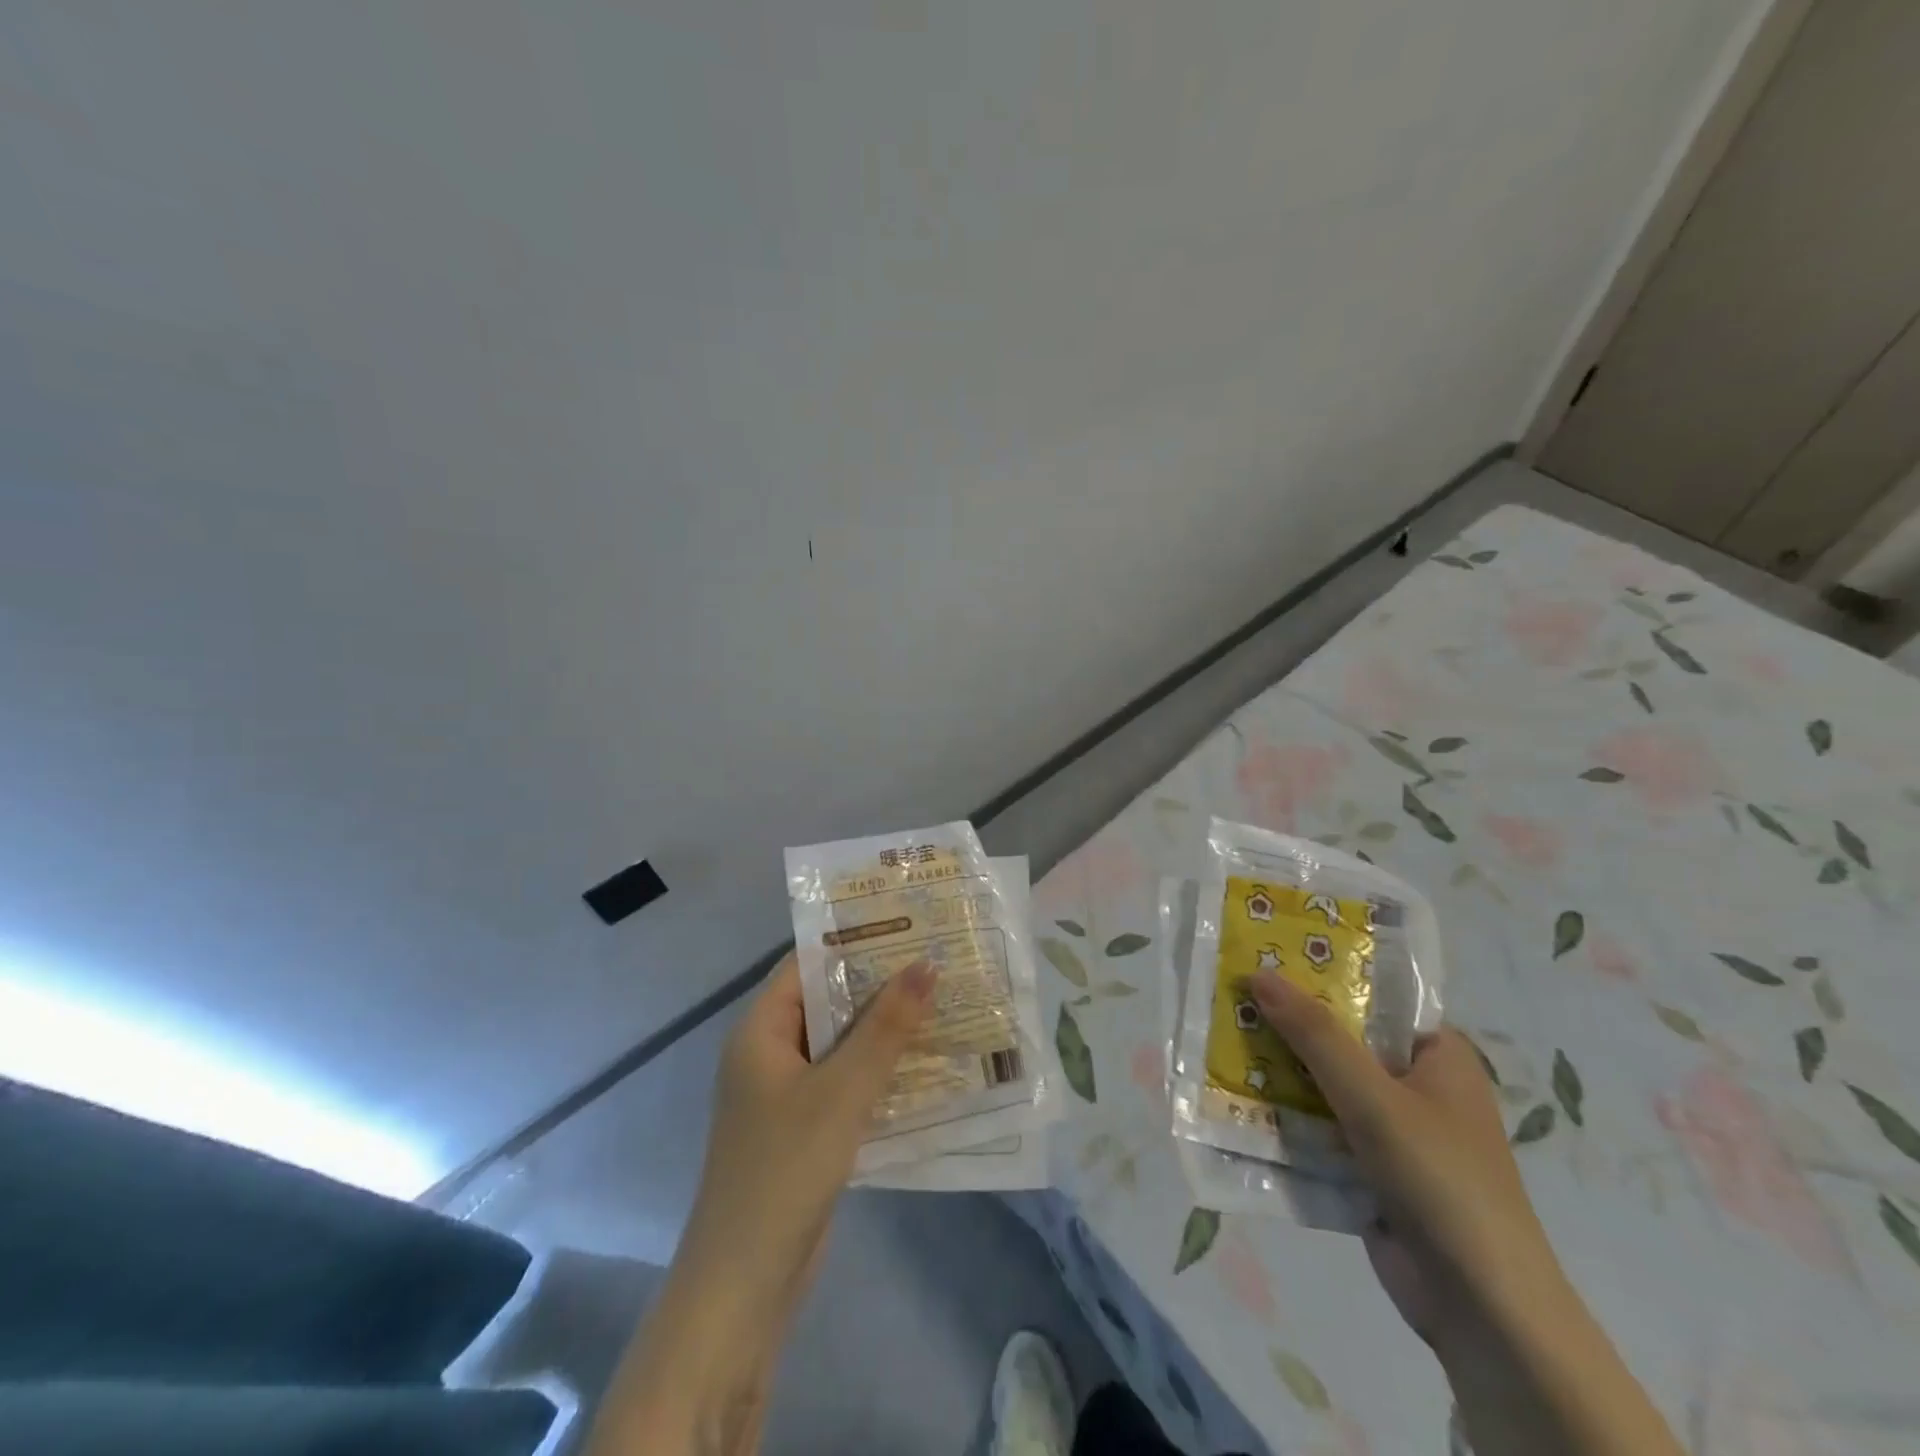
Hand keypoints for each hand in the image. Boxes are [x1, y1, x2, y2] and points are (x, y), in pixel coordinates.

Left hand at [586, 953, 932, 1455]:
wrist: (744, 1287)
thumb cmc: (785, 1169)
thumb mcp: (842, 1090)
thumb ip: (886, 1028)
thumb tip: (927, 964)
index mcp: (761, 1031)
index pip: (806, 964)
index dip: (853, 940)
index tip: (906, 924)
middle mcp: (769, 1054)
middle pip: (827, 1003)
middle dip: (879, 984)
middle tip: (937, 959)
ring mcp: (786, 1096)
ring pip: (841, 1046)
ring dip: (884, 1030)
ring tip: (943, 1002)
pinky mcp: (804, 1132)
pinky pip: (845, 1084)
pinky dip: (879, 1072)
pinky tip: (927, 1066)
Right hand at [1249, 974, 1560, 1341]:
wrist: (1481, 1310)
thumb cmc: (1440, 1180)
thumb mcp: (1373, 1097)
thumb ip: (1315, 1035)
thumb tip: (1258, 974)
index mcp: (1436, 1054)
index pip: (1372, 995)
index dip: (1320, 972)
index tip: (1266, 955)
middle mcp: (1415, 1085)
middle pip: (1341, 1039)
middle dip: (1288, 1023)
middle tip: (1229, 994)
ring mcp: (1392, 1130)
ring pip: (1324, 1084)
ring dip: (1279, 1071)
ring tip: (1219, 1038)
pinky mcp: (1369, 1169)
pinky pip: (1319, 1128)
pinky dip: (1285, 1116)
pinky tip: (1236, 1098)